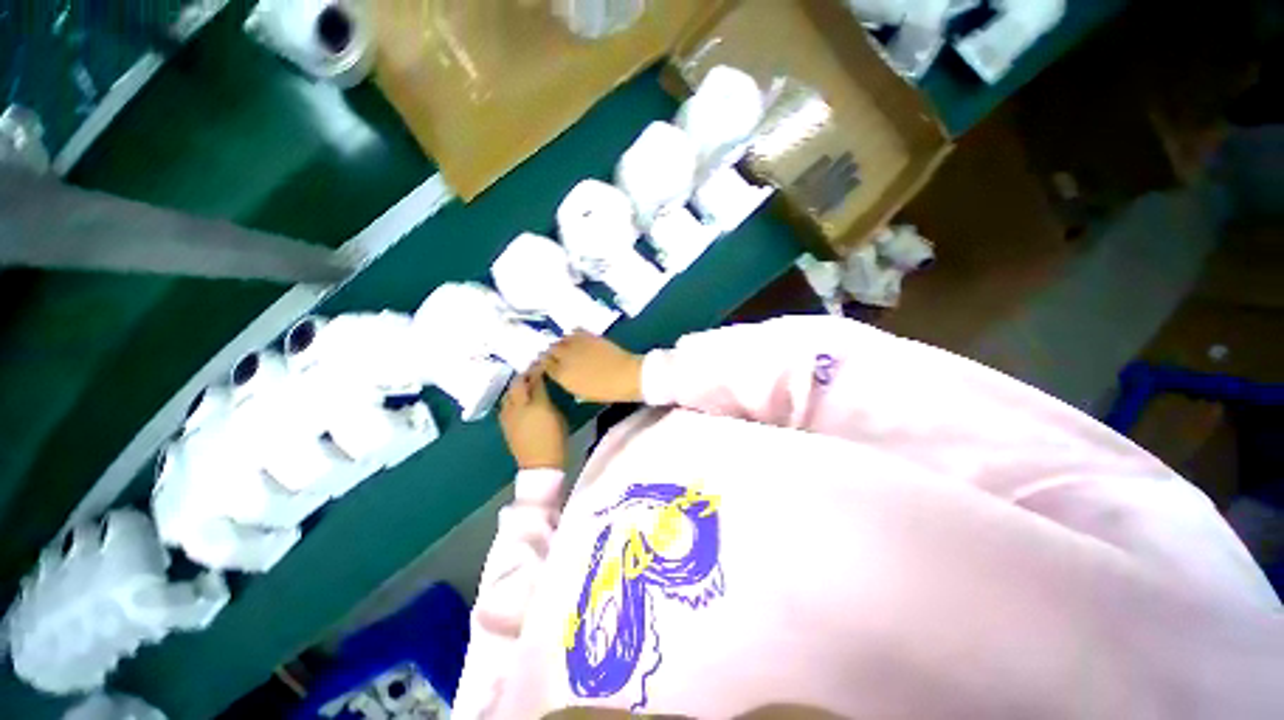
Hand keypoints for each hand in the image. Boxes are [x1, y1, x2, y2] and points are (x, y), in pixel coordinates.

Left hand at [500, 369, 567, 470]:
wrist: (540, 464)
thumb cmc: (556, 440)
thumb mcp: (559, 416)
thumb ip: (549, 400)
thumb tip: (543, 390)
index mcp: (537, 404)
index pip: (535, 380)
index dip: (538, 370)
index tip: (542, 365)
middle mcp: (519, 406)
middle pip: (517, 384)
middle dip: (524, 376)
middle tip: (532, 373)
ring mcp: (509, 415)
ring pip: (508, 393)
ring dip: (516, 387)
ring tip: (524, 386)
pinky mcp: (504, 424)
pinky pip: (505, 405)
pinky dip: (511, 399)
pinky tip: (517, 401)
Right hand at [544, 333, 643, 403]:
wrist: (626, 376)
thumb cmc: (606, 391)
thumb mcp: (583, 392)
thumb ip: (569, 381)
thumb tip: (564, 373)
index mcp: (562, 376)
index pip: (544, 365)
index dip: (547, 362)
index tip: (550, 362)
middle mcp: (564, 358)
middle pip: (550, 349)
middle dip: (552, 351)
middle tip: (559, 353)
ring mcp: (576, 345)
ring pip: (561, 339)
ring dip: (563, 342)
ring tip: (569, 346)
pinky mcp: (588, 335)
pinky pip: (575, 330)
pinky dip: (575, 334)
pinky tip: (579, 338)